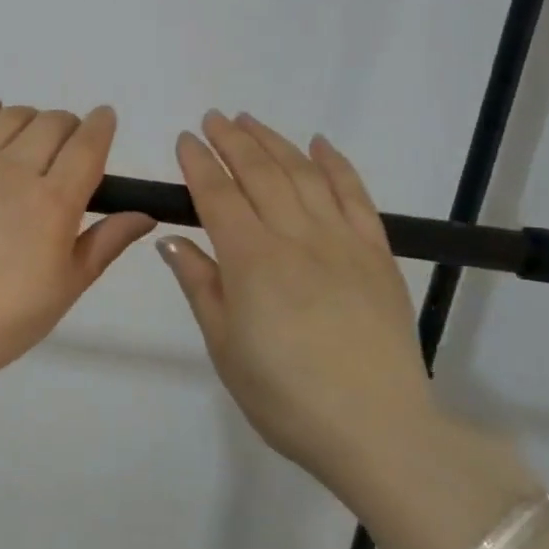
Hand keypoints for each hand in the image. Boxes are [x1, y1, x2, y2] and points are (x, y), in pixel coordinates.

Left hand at [0, 101, 156, 388]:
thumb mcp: (63, 290)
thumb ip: (104, 244)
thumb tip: (145, 214)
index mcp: (54, 202)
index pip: (88, 144)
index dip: (101, 125)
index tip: (105, 119)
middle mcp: (15, 169)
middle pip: (52, 123)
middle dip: (69, 126)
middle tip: (66, 146)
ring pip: (11, 116)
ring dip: (31, 119)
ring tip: (30, 139)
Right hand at [158, 111, 434, 488]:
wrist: (377, 430)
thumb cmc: (285, 396)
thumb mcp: (225, 347)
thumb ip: (200, 285)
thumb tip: (171, 240)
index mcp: (252, 261)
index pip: (218, 196)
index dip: (199, 164)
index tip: (185, 139)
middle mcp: (296, 238)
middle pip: (260, 173)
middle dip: (232, 141)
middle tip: (213, 119)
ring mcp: (342, 241)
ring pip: (303, 175)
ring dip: (274, 142)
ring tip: (251, 121)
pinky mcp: (377, 253)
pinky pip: (356, 196)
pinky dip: (336, 164)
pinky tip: (319, 144)